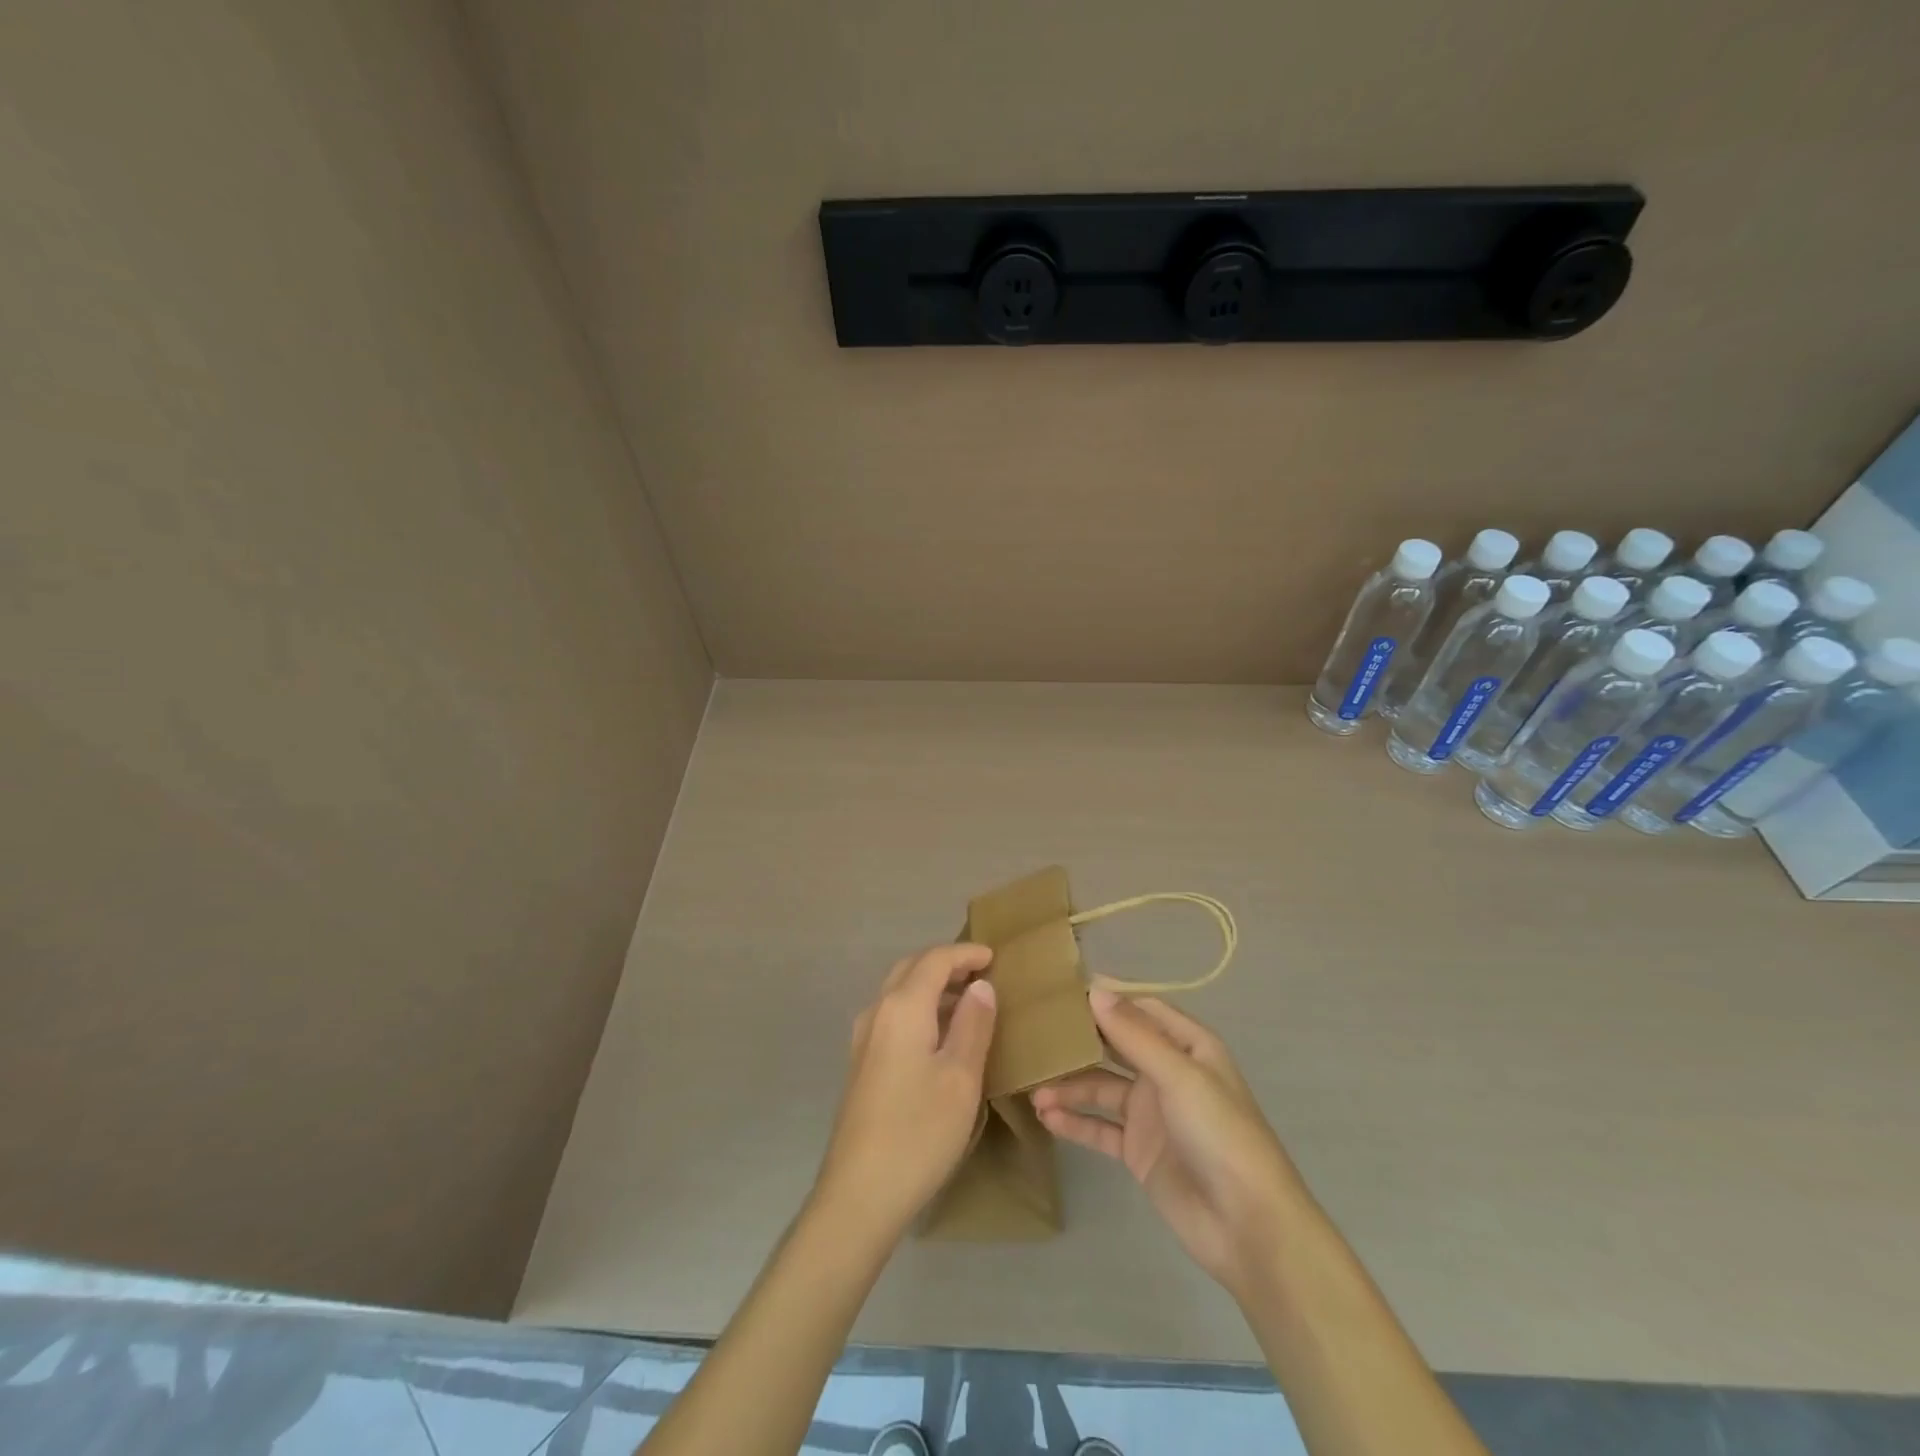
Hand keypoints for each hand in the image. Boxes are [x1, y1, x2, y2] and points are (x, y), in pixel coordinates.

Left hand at [814, 944, 997, 1242]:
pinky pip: (893, 1015)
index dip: (966, 953)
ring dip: (931, 986)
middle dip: (946, 963)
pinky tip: (939, 1035)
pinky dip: (918, 1008)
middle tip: (981, 973)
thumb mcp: (961, 1077)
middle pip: (911, 968)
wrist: (859, 1194)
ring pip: (899, 992)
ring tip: (968, 1001)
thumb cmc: (919, 1131)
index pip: (935, 960)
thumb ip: (973, 1024)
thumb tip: (980, 986)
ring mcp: (863, 1038)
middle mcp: (877, 1011)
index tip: (994, 957)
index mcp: (902, 1007)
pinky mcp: (861, 1063)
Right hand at [1032, 991, 1309, 1300]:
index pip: (1142, 1010)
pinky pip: (1100, 1128)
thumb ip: (1134, 1035)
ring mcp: (1152, 1114)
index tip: (1063, 991)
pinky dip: (1075, 1121)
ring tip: (1034, 1089)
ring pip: (1102, 1088)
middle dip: (1081, 1041)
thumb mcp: (1179, 1076)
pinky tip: (1046, 1118)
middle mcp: (1168, 1074)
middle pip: (1117, 1047)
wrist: (1248, 1227)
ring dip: (1070, 1086)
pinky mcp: (1139, 1152)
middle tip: (1036, 1033)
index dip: (1108, 999)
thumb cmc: (1221, 1135)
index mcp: (1189, 1047)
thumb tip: (1095, 990)